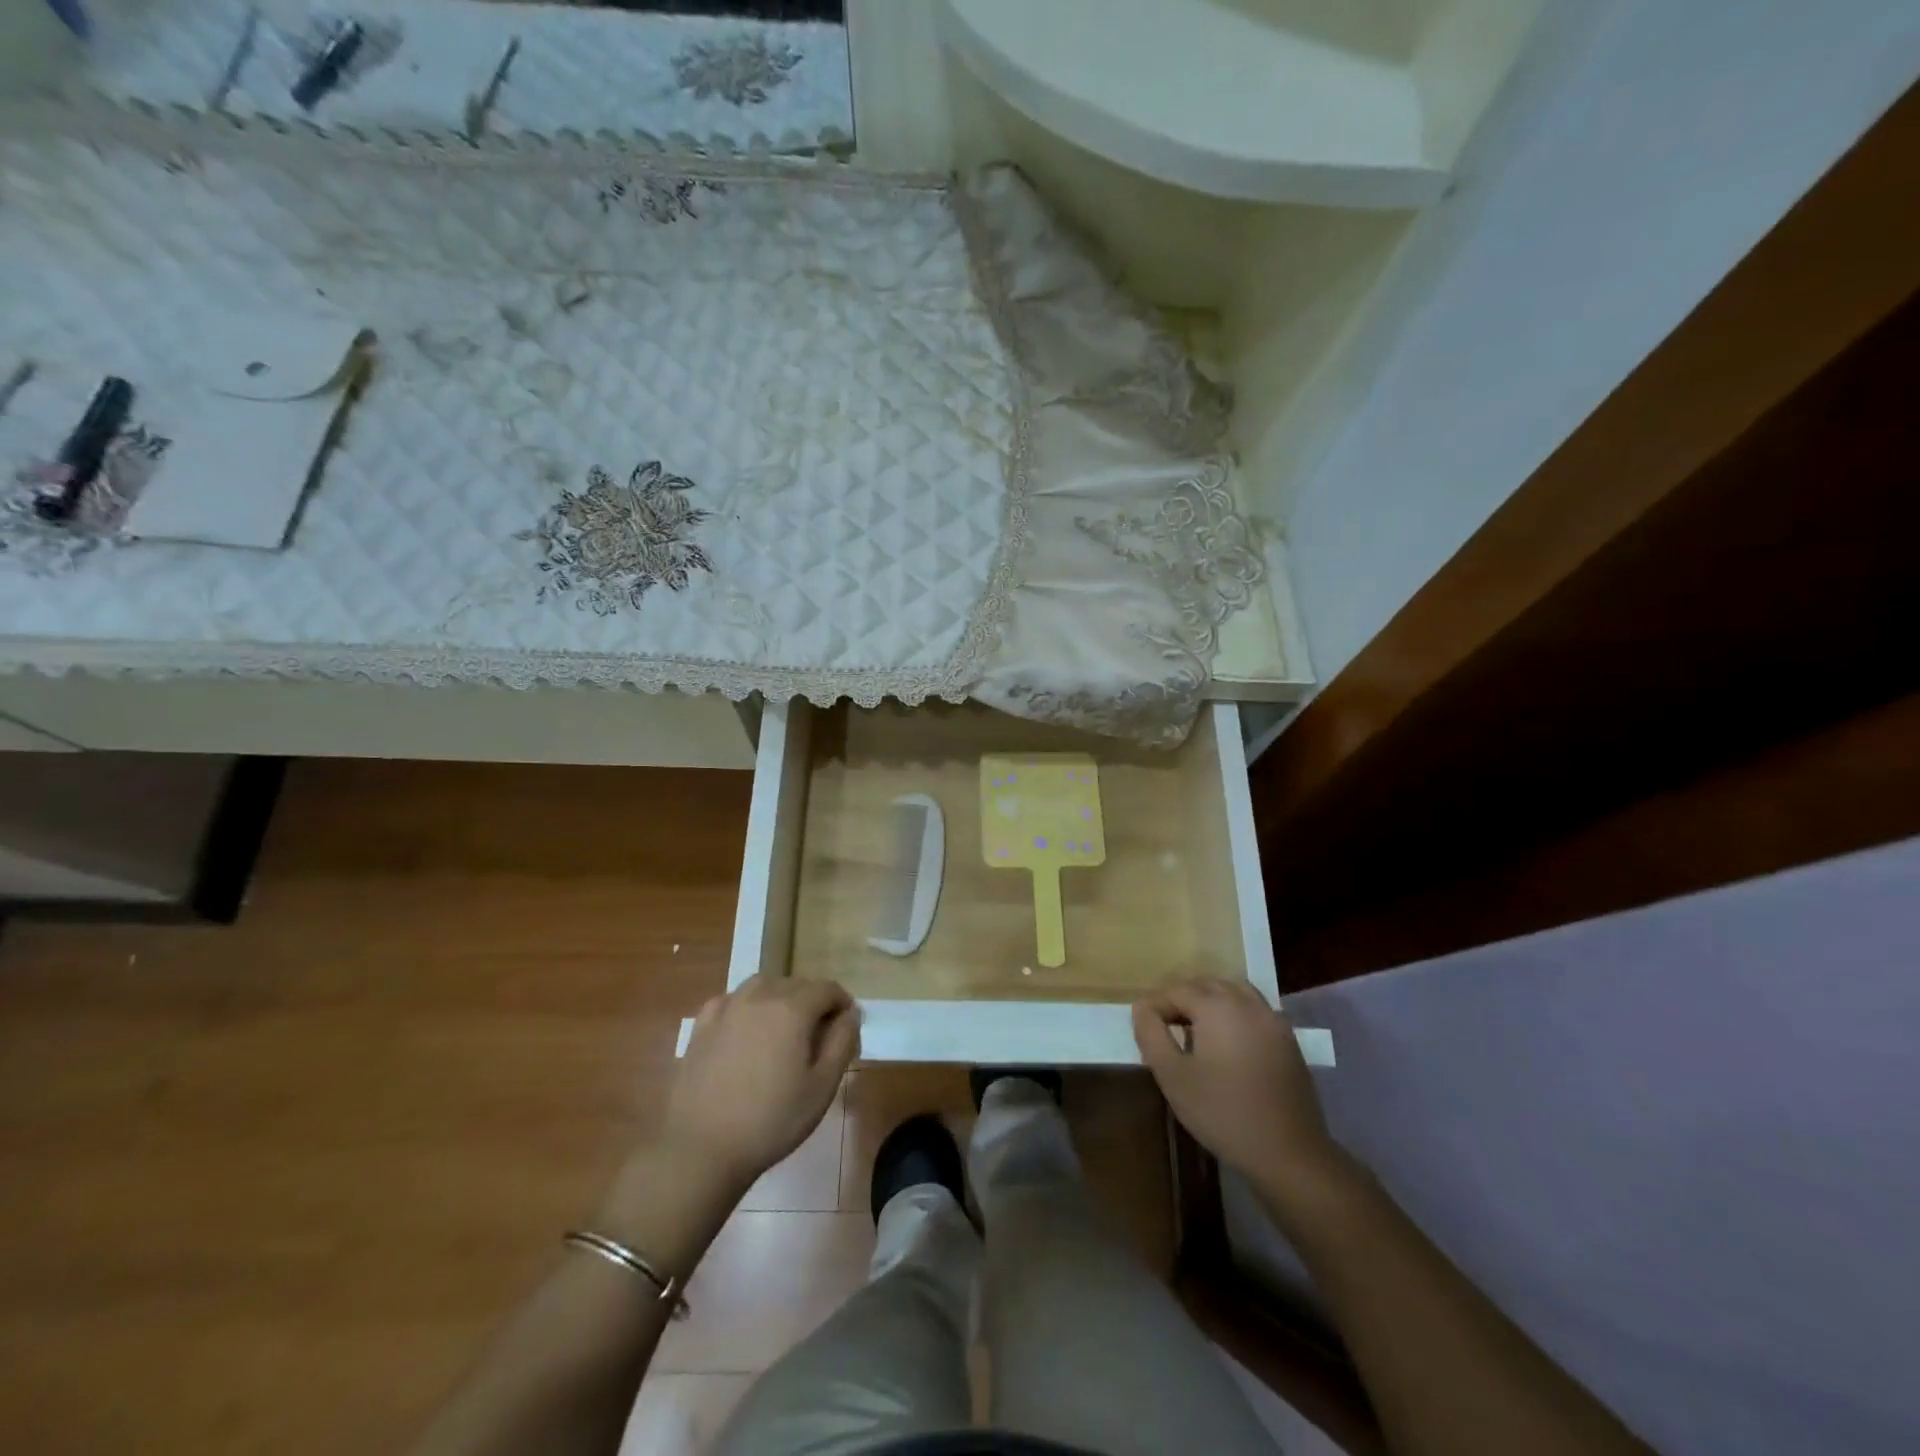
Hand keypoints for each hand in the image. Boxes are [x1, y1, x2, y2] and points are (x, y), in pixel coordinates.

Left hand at [662, 975, 860, 1193]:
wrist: (701, 1148)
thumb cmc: (771, 1121)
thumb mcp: (822, 1087)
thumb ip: (842, 1042)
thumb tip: (850, 1013)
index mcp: (792, 1009)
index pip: (827, 989)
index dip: (842, 1004)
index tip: (846, 1028)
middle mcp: (759, 997)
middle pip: (796, 984)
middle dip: (813, 1002)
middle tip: (817, 1037)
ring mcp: (726, 1008)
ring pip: (762, 986)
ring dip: (780, 998)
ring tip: (783, 1030)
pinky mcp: (701, 1026)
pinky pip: (731, 1000)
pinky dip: (746, 1006)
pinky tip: (745, 1030)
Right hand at [1134, 977, 1341, 1190]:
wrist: (1289, 1153)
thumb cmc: (1223, 1113)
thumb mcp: (1172, 1076)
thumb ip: (1151, 1034)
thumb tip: (1142, 1008)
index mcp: (1217, 1006)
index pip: (1175, 990)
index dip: (1155, 1005)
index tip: (1144, 1029)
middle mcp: (1246, 1001)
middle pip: (1205, 984)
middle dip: (1181, 998)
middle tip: (1164, 1026)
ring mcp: (1272, 1018)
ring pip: (1232, 991)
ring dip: (1209, 1001)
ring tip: (1194, 1029)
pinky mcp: (1287, 1038)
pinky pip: (1253, 1009)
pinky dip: (1233, 1012)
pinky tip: (1226, 1042)